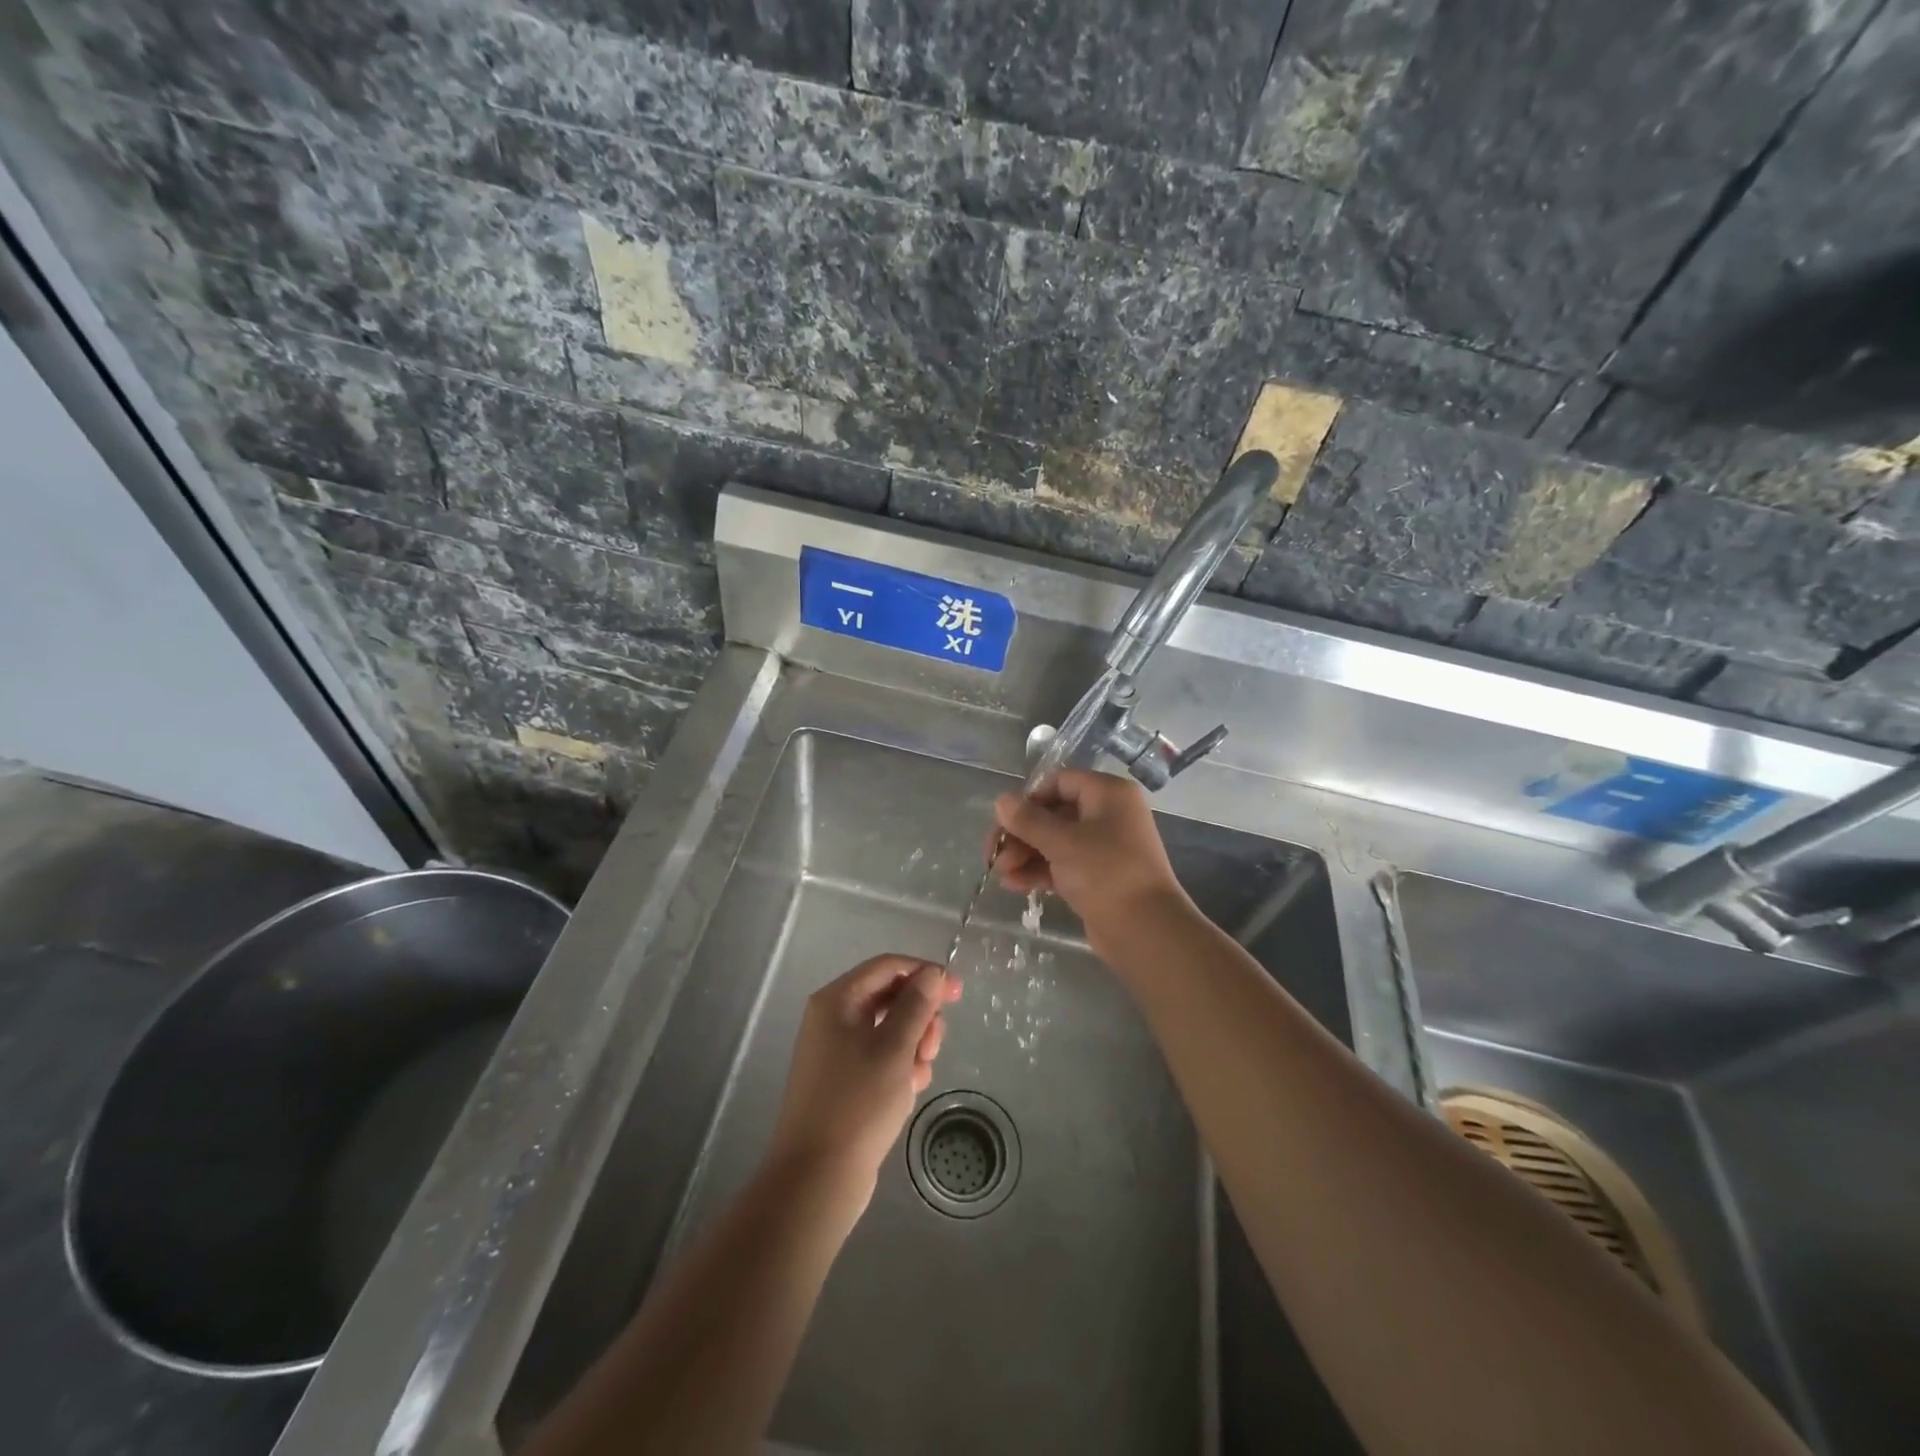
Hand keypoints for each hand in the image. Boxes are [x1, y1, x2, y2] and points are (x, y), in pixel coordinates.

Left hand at [767, 956, 960, 1207]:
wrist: (816, 1179)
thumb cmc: (857, 1104)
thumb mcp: (894, 1048)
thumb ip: (916, 1005)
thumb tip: (932, 974)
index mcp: (837, 1000)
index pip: (888, 967)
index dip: (925, 973)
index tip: (958, 994)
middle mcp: (833, 1018)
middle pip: (890, 997)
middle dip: (920, 1017)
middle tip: (932, 1048)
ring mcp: (837, 1050)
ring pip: (890, 1029)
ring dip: (914, 1044)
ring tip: (921, 1074)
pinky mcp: (844, 1080)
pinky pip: (882, 1057)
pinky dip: (901, 1066)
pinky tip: (910, 1090)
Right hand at [989, 769, 1189, 943]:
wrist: (1146, 930)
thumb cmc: (1105, 872)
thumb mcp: (1062, 842)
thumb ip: (1028, 820)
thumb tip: (1001, 800)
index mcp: (1108, 794)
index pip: (1060, 782)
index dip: (1030, 799)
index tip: (1005, 821)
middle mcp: (1108, 815)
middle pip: (1054, 813)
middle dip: (1021, 833)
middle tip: (994, 854)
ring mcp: (1104, 847)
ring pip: (1055, 841)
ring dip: (1025, 854)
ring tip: (1001, 874)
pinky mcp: (1098, 877)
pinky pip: (1062, 865)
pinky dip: (1039, 871)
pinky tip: (1015, 885)